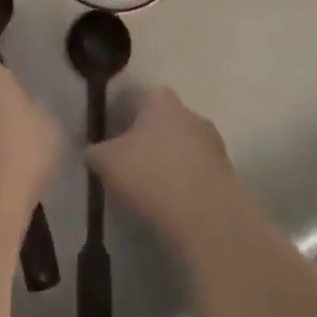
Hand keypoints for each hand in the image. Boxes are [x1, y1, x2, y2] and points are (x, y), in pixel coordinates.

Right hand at [86, 87, 256, 254]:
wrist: (209, 219)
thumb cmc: (152, 177)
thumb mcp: (107, 162)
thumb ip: (93, 151)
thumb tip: (89, 150)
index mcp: (159, 99)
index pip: (132, 97)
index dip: (116, 116)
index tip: (106, 139)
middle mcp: (188, 111)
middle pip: (159, 119)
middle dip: (144, 138)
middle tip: (126, 164)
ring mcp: (212, 141)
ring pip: (180, 144)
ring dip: (167, 160)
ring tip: (150, 189)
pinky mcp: (226, 172)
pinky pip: (196, 170)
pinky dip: (184, 181)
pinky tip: (173, 203)